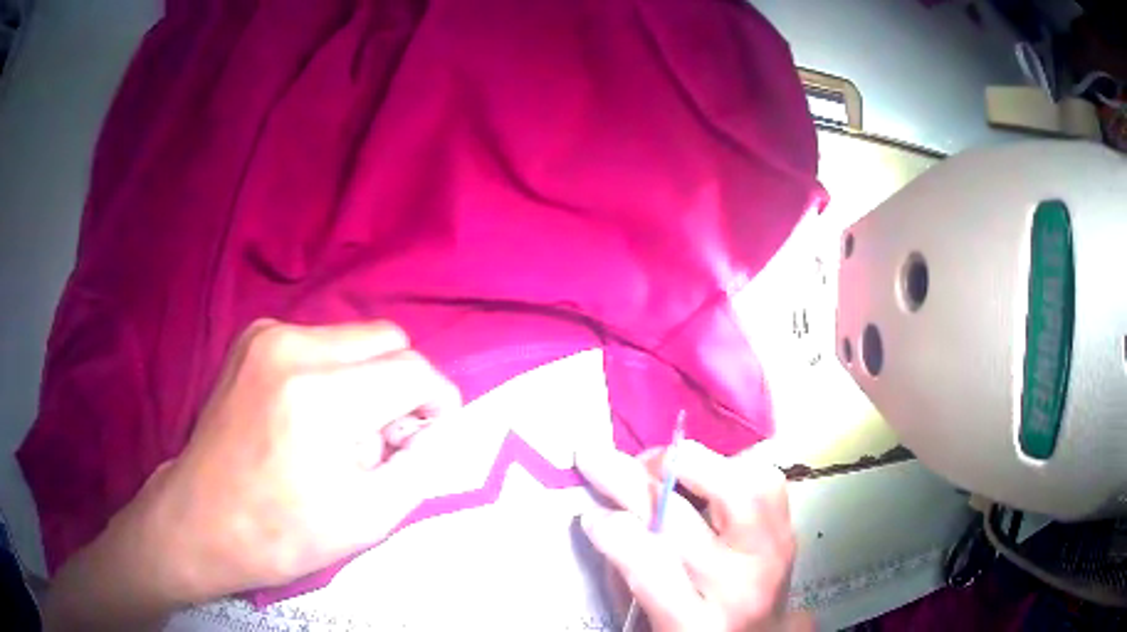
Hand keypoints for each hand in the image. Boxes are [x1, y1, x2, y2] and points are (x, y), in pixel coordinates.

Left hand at [127, 319, 460, 601]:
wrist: (201, 521)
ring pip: (355, 338)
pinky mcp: (253, 337)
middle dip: (402, 387)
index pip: (412, 371)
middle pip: (388, 339)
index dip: (438, 402)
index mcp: (317, 397)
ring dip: (367, 381)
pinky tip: (311, 418)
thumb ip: (419, 466)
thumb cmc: (280, 534)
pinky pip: (320, 341)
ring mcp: (266, 334)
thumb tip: (437, 428)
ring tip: (341, 434)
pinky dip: (335, 375)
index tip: (431, 437)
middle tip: (385, 439)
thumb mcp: (367, 519)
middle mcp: (290, 346)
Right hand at [576, 441, 811, 631]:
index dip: (615, 533)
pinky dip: (731, 466)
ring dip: (689, 464)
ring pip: (736, 490)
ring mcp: (770, 556)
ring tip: (655, 463)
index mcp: (693, 624)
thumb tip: (606, 513)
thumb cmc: (694, 630)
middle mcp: (737, 588)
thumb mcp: (653, 621)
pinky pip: (765, 482)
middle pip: (684, 522)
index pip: (650, 570)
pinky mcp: (788, 532)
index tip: (590, 514)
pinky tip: (704, 472)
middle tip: (596, 458)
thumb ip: (630, 574)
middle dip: (631, 482)